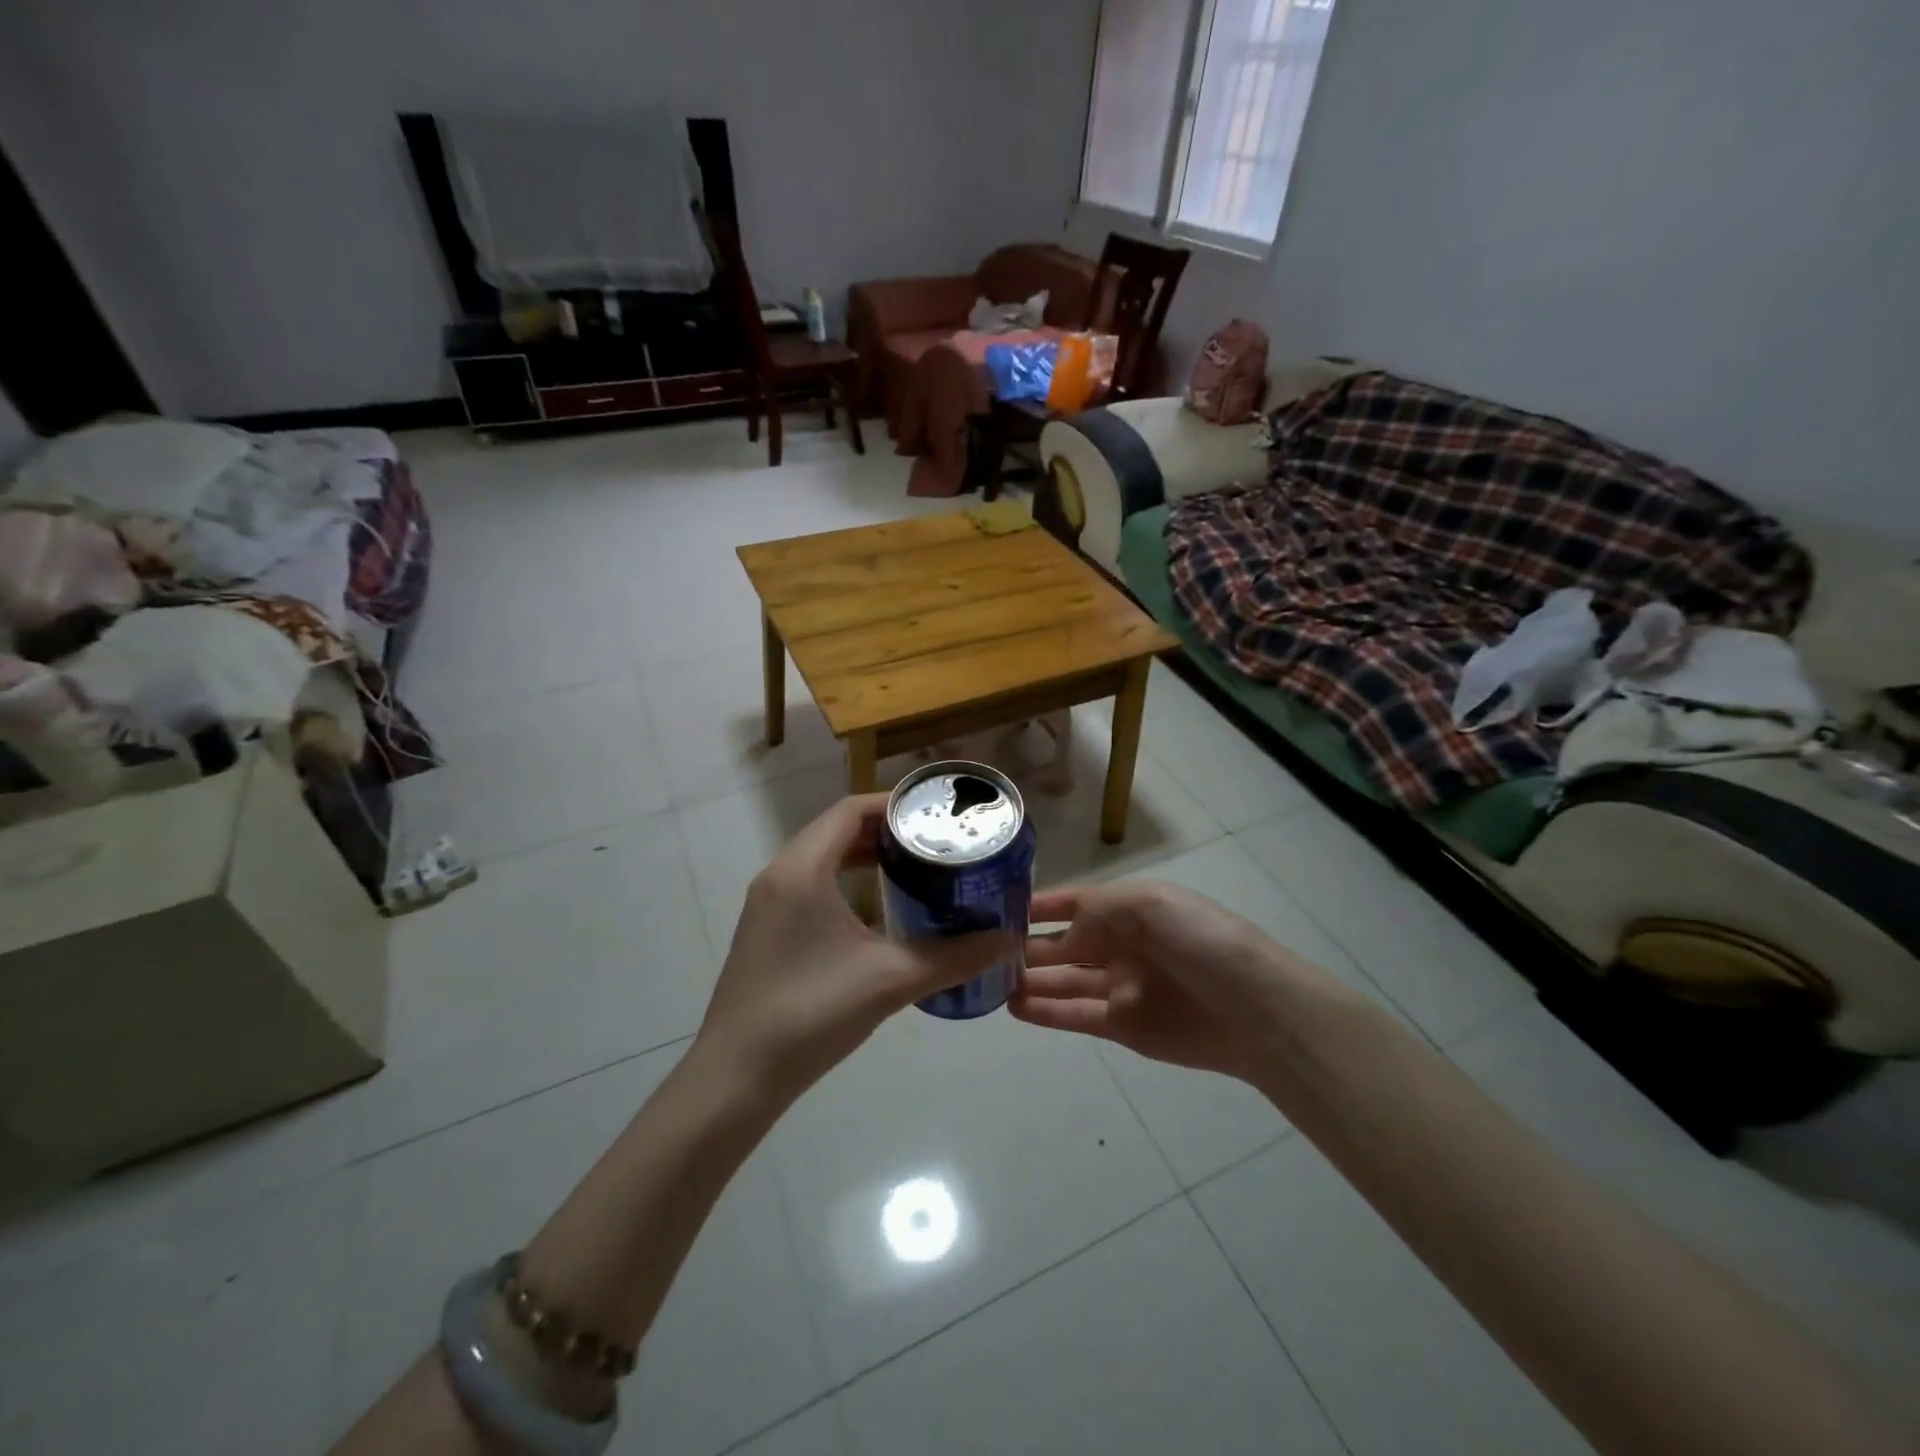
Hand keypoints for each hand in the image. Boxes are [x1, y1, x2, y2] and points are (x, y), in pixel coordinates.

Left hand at [696, 795, 1007, 1104]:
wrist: (737, 1077)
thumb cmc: (812, 1013)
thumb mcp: (890, 980)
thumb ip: (954, 957)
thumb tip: (1008, 941)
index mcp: (802, 869)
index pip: (850, 810)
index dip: (894, 804)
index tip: (937, 813)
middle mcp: (780, 874)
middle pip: (836, 829)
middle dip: (885, 829)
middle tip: (935, 840)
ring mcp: (768, 903)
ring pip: (821, 857)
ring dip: (864, 854)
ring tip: (914, 866)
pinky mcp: (766, 929)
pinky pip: (810, 883)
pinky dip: (845, 880)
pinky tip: (878, 908)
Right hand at [1013, 881, 1337, 1083]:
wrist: (1256, 1010)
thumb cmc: (1201, 942)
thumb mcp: (1149, 904)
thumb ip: (1096, 911)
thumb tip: (1059, 931)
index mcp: (1130, 909)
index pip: (1074, 902)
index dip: (1038, 905)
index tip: (995, 906)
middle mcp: (1121, 945)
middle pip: (1064, 943)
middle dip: (1027, 945)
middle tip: (980, 949)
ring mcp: (1121, 987)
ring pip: (1064, 981)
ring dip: (1030, 980)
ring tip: (988, 981)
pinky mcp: (1124, 1027)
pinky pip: (1076, 1015)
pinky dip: (1046, 1012)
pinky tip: (1015, 1008)